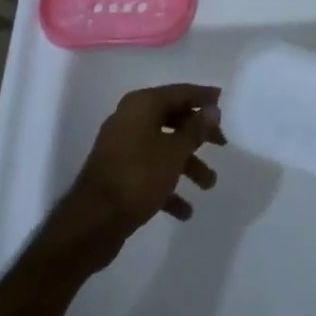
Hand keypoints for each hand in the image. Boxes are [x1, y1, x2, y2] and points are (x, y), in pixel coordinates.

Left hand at [47, 84, 223, 270]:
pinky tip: (184, 210)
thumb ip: (196, 128)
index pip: (179, 92)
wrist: (91, 224)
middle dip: (198, 135)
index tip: (223, 102)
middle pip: (172, 119)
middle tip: (222, 145)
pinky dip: (167, 186)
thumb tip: (212, 109)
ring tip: (208, 185)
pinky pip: (149, 171)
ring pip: (163, 148)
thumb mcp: (175, 152)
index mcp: (141, 105)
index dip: (203, 97)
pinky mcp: (118, 174)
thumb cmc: (138, 177)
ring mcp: (122, 147)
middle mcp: (130, 120)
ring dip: (187, 165)